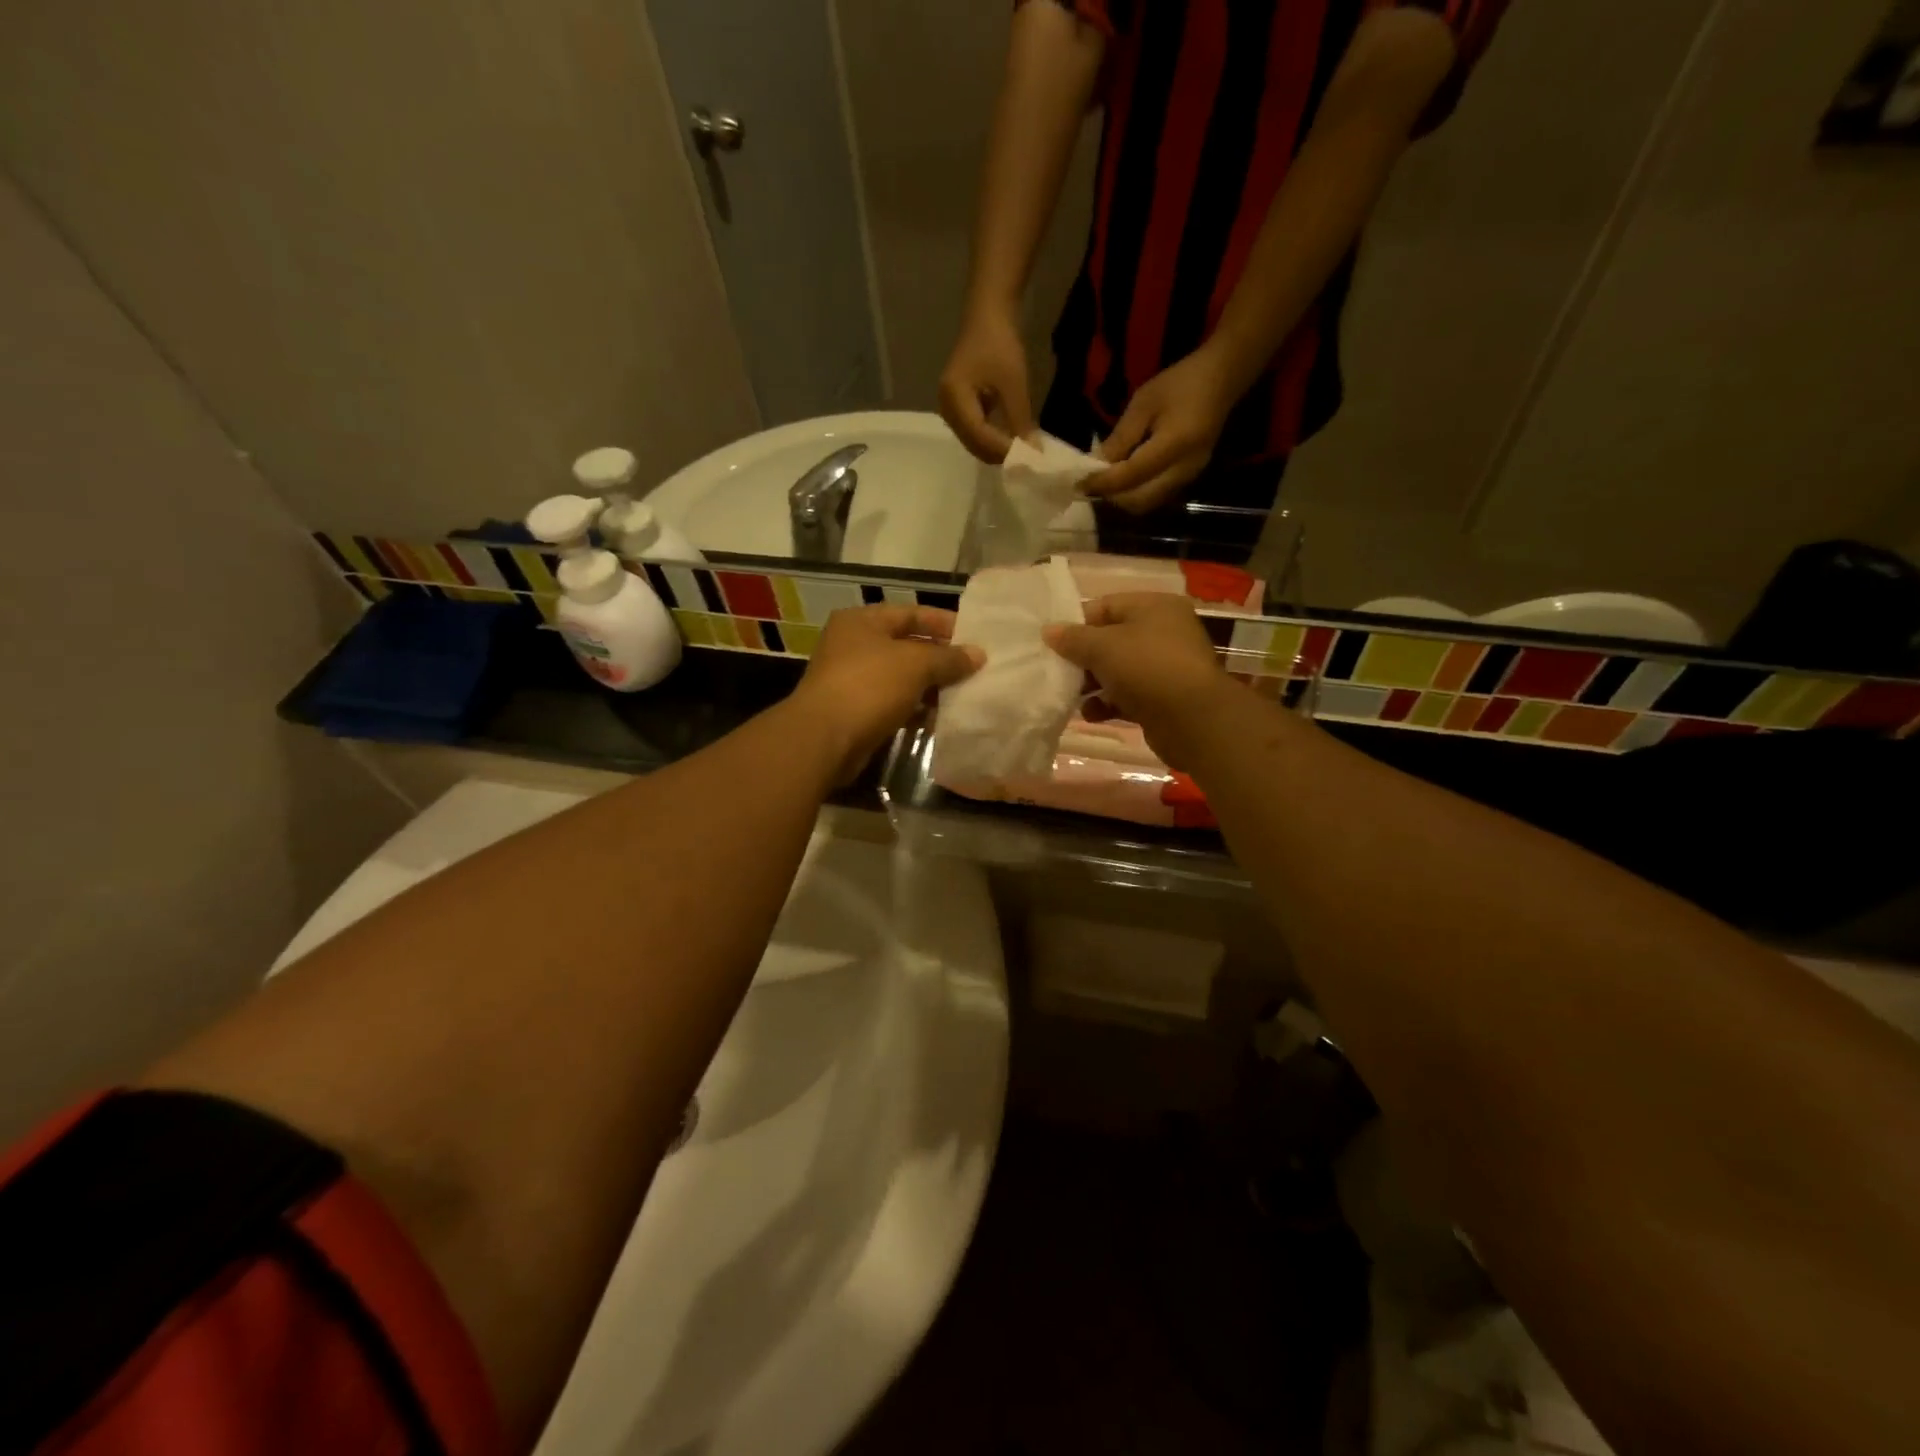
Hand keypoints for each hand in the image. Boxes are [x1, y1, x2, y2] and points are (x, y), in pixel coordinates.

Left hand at [787, 604, 982, 783]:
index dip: (944, 623)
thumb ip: (948, 658)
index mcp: (862, 621)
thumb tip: (978, 654)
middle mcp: (854, 645)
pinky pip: (894, 703)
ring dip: (931, 687)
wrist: (824, 739)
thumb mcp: (915, 664)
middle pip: (907, 646)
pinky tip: (940, 719)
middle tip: (975, 669)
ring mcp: (852, 679)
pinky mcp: (856, 711)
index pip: (911, 613)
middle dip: (941, 658)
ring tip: (964, 694)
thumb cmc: (869, 686)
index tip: (976, 637)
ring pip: (902, 678)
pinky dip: (915, 709)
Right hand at [939, 304, 1033, 463]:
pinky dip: (992, 439)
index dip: (1003, 450)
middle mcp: (946, 408)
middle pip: (973, 444)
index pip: (979, 435)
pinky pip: (974, 432)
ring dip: (996, 449)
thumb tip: (1033, 452)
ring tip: (1021, 453)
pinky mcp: (958, 408)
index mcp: (954, 398)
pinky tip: (1010, 440)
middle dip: (999, 454)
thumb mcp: (1014, 383)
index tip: (1028, 460)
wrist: (988, 315)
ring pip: (974, 442)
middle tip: (1027, 461)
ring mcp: (950, 409)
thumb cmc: (1000, 343)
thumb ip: (1021, 420)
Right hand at [1044, 593, 1232, 767]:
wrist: (1192, 720)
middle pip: (1111, 640)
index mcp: (1155, 607)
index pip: (1106, 606)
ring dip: (1092, 683)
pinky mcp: (1163, 698)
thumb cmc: (1147, 668)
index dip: (1077, 623)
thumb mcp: (1103, 647)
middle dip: (1083, 657)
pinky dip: (1108, 703)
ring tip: (1071, 696)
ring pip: (1118, 670)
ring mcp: (1165, 667)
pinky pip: (1128, 695)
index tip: (1053, 643)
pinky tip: (1092, 714)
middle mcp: (1164, 632)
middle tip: (1058, 671)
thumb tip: (1048, 631)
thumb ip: (1073, 638)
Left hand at [1083, 348, 1236, 513]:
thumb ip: (1120, 437)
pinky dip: (1136, 494)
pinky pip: (1157, 497)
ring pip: (1148, 503)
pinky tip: (1125, 478)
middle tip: (1092, 483)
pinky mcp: (1190, 478)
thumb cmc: (1180, 383)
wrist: (1222, 379)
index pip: (1130, 476)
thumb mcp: (1143, 403)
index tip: (1078, 483)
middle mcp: (1184, 470)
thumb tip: (1095, 465)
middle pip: (1139, 501)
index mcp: (1174, 446)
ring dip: (1123, 499)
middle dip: (1112, 496)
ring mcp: (1190, 477)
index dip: (1102, 483)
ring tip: (1106, 482)